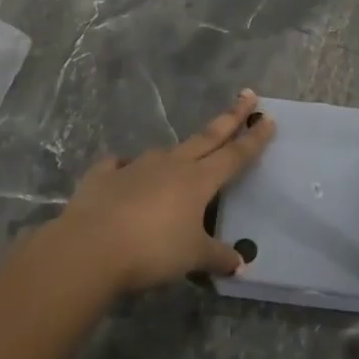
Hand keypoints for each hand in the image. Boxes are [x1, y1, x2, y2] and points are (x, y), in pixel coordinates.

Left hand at [55, 89, 276, 293]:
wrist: (91, 247)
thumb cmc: (152, 250)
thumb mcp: (192, 257)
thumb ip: (217, 257)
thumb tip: (240, 263)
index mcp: (198, 180)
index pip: (234, 155)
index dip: (254, 138)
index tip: (267, 118)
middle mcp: (171, 164)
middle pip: (207, 137)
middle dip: (230, 117)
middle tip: (247, 94)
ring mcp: (136, 165)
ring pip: (166, 152)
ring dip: (179, 151)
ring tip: (183, 157)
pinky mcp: (104, 175)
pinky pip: (120, 165)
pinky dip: (125, 167)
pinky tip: (123, 171)